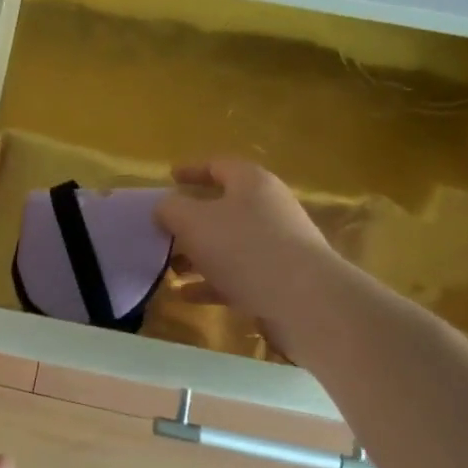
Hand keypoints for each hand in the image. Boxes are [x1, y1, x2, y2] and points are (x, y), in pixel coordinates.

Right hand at [155, 160, 342, 334]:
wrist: (304, 302)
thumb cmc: (243, 248)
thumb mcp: (192, 221)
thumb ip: (170, 208)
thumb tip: (165, 207)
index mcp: (251, 183)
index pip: (218, 166)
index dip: (191, 170)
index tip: (169, 178)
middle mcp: (269, 208)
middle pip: (223, 208)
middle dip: (190, 222)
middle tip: (163, 233)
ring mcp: (279, 246)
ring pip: (229, 245)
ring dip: (198, 256)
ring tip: (170, 269)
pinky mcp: (282, 280)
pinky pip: (239, 275)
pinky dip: (212, 283)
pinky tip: (187, 296)